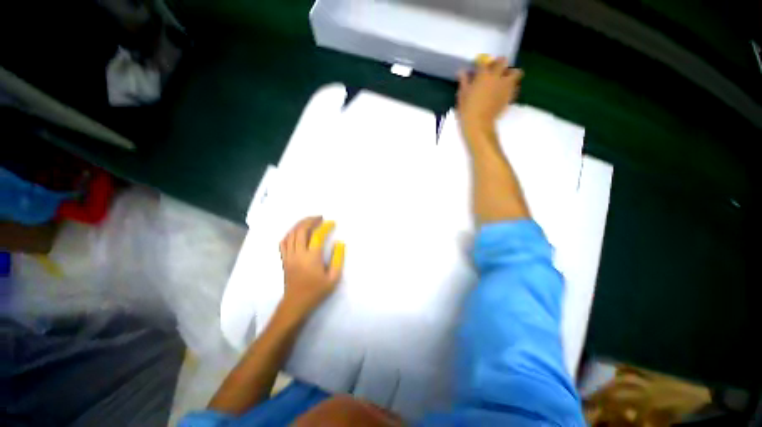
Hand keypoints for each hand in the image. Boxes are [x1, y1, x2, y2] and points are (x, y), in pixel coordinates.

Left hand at [279, 216, 344, 315]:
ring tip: (310, 221)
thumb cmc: (317, 291)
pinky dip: (290, 233)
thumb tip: (340, 242)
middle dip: (310, 220)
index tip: (332, 223)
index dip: (325, 227)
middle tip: (320, 217)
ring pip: (291, 234)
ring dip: (300, 224)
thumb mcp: (333, 278)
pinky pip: (284, 242)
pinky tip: (297, 231)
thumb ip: (338, 258)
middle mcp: (298, 254)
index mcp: (312, 258)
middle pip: (301, 230)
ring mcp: (289, 256)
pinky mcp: (284, 259)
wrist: (296, 304)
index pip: (317, 235)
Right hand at [457, 57, 522, 138]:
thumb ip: (464, 82)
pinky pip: (515, 87)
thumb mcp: (462, 95)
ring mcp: (505, 86)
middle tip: (494, 71)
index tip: (479, 69)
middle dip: (499, 64)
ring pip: (515, 73)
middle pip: (503, 61)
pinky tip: (504, 93)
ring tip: (504, 81)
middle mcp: (497, 76)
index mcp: (483, 75)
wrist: (478, 124)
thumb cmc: (467, 110)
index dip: (482, 64)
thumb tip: (462, 72)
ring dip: (510, 74)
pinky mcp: (510, 96)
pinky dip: (511, 87)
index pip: (485, 62)